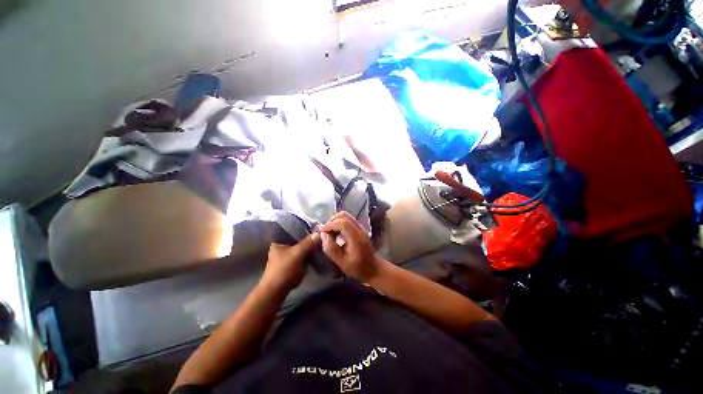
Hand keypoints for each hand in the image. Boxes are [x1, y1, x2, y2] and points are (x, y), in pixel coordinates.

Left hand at [260, 234, 319, 291]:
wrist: (276, 291)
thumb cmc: (284, 269)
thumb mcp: (297, 254)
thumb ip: (308, 243)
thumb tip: (319, 232)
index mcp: (279, 241)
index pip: (294, 231)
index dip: (305, 229)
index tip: (316, 228)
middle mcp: (281, 246)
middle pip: (298, 239)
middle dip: (308, 239)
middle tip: (321, 236)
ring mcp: (286, 256)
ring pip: (301, 247)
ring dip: (309, 247)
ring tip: (320, 243)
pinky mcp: (291, 263)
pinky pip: (302, 255)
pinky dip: (308, 254)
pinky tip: (316, 252)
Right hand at [319, 212, 380, 282]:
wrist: (372, 268)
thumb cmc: (357, 268)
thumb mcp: (341, 262)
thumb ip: (331, 248)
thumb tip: (323, 235)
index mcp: (357, 238)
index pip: (343, 223)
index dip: (330, 225)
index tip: (321, 231)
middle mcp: (360, 229)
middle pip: (344, 216)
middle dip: (332, 221)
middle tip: (325, 232)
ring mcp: (361, 227)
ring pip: (346, 216)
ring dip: (335, 221)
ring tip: (329, 232)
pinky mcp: (359, 228)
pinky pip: (348, 220)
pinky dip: (339, 223)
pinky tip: (335, 233)